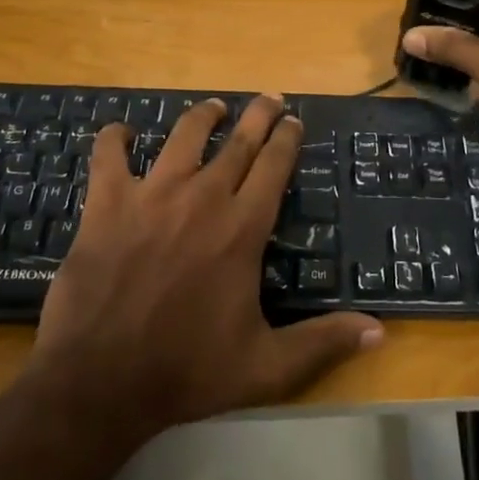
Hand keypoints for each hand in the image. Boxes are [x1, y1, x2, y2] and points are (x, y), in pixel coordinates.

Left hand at [29, 94, 382, 445]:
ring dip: (203, 116)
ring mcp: (153, 194)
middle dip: (259, 115)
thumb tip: (378, 331)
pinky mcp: (108, 203)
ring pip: (184, 135)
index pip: (274, 165)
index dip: (287, 138)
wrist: (100, 381)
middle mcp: (203, 196)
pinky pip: (109, 155)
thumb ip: (322, 343)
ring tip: (213, 107)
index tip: (293, 121)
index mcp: (242, 227)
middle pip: (239, 140)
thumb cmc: (187, 371)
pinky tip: (120, 133)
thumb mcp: (265, 367)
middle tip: (269, 98)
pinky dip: (115, 139)